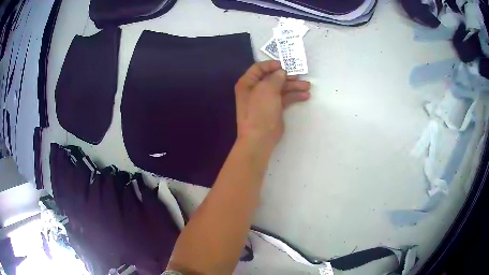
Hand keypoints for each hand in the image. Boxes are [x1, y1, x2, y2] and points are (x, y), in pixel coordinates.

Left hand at [234, 60, 310, 156]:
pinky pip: (285, 99)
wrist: (259, 138)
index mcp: (247, 83)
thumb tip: (281, 72)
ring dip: (294, 86)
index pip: (259, 68)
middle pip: (272, 78)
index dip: (271, 64)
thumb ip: (275, 78)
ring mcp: (265, 100)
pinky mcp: (274, 109)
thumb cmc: (260, 111)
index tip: (284, 65)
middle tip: (300, 76)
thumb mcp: (266, 90)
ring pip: (281, 88)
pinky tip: (305, 96)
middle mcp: (255, 90)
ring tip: (307, 86)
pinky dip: (294, 96)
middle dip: (287, 76)